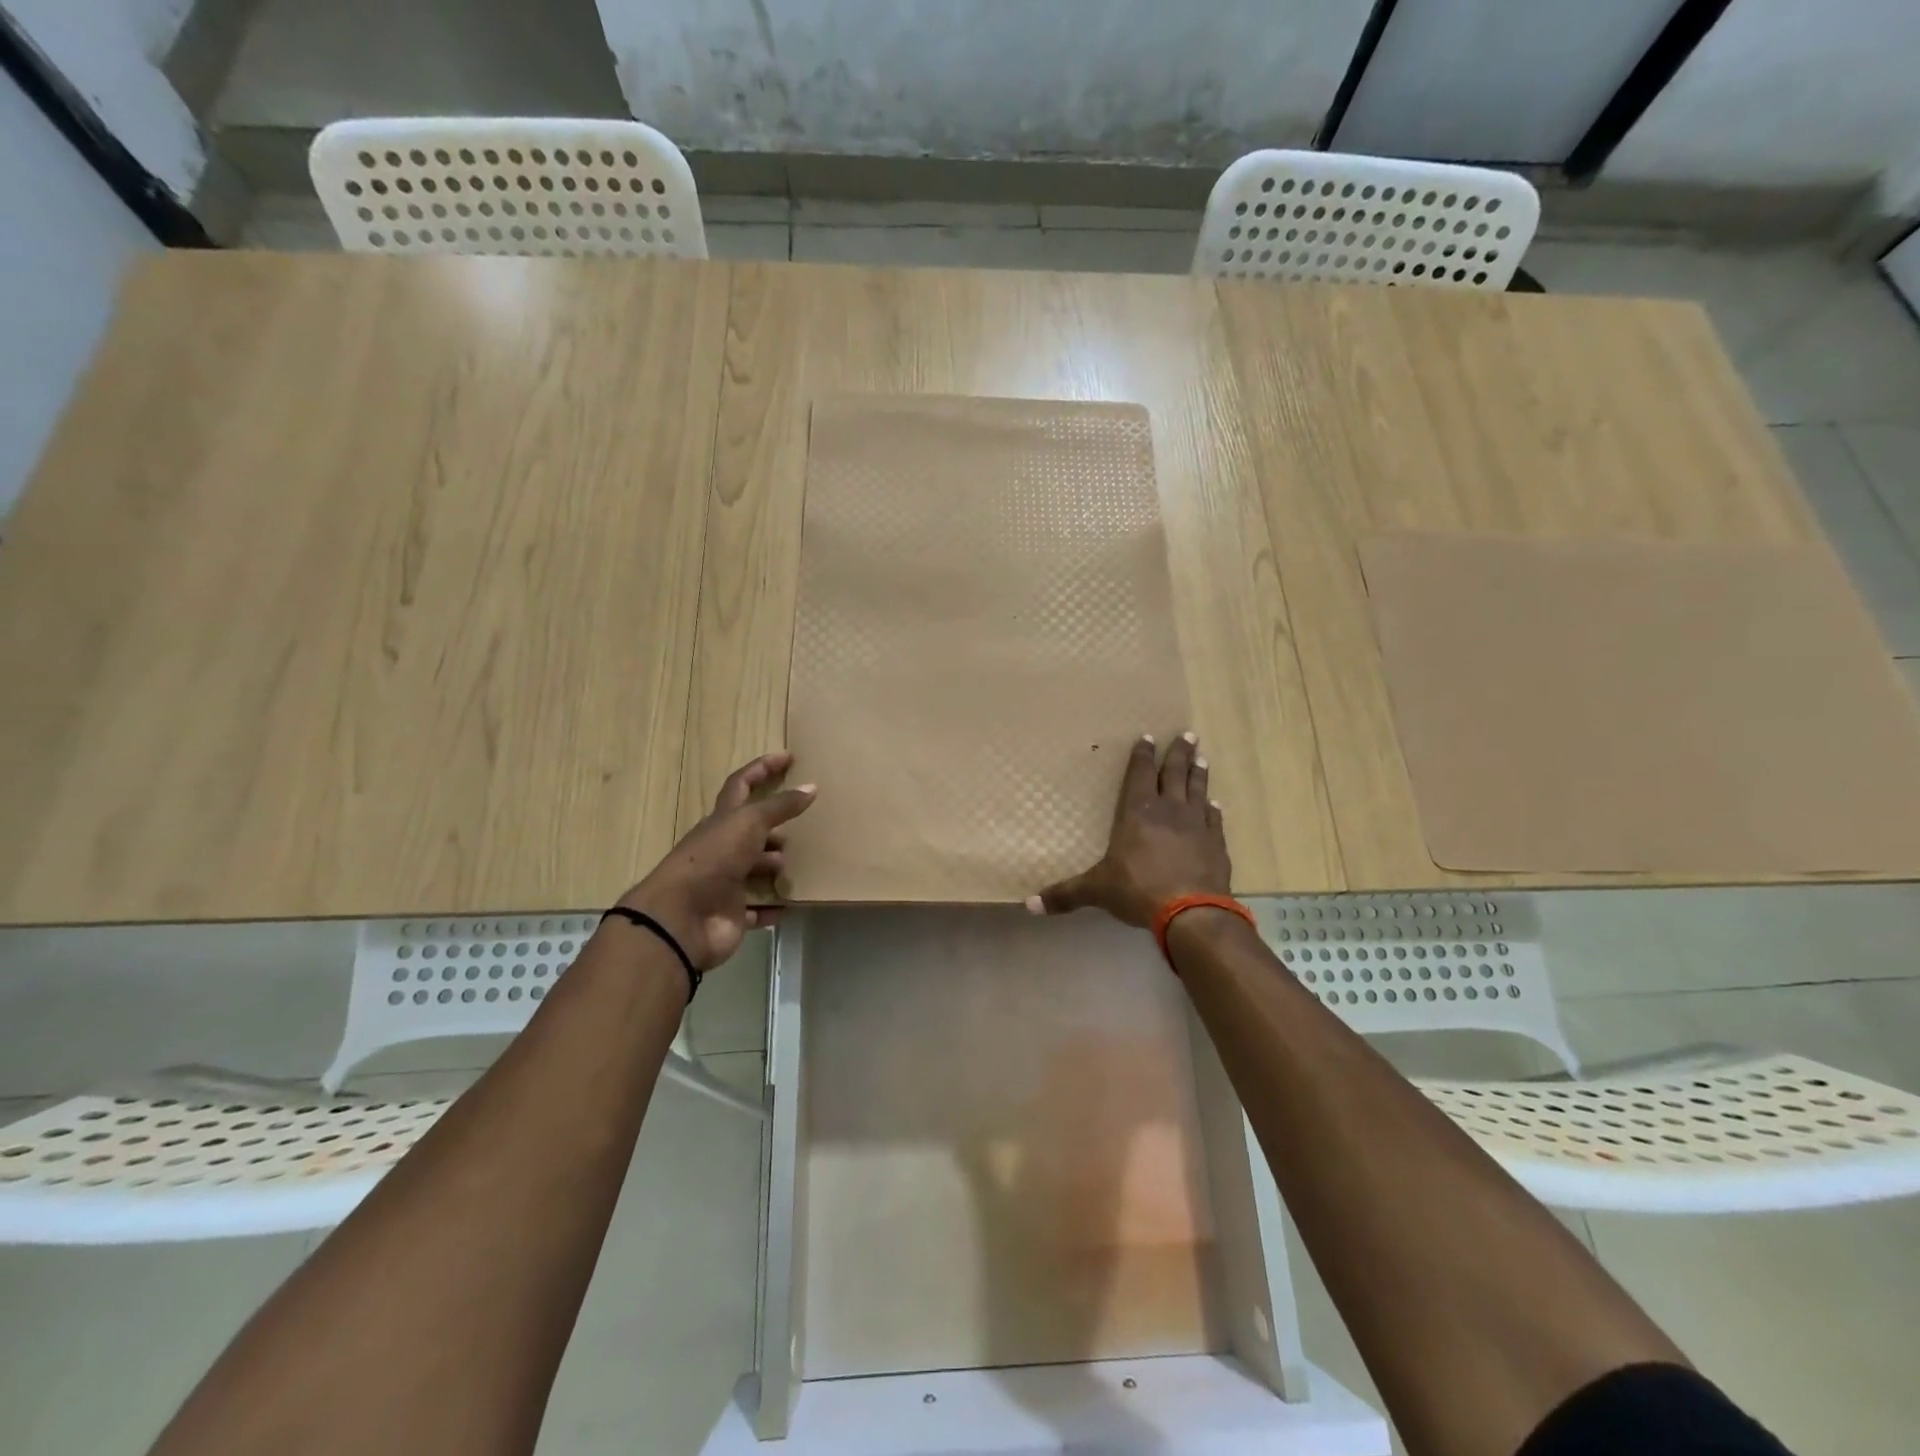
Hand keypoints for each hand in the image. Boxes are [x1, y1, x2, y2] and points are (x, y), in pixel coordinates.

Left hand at [618, 753, 815, 969]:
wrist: (682, 918)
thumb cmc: (714, 858)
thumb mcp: (749, 823)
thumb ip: (780, 806)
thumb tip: (811, 786)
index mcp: (722, 820)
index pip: (742, 785)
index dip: (762, 768)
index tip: (788, 757)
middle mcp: (722, 848)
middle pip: (750, 830)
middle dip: (774, 826)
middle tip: (803, 824)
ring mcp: (726, 882)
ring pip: (755, 869)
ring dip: (775, 866)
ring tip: (802, 863)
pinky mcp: (731, 913)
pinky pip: (756, 908)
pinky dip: (772, 906)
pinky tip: (791, 904)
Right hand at [1028, 732, 1229, 927]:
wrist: (1192, 912)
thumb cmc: (1138, 890)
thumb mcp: (1097, 890)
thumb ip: (1065, 894)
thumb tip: (1029, 904)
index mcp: (1137, 812)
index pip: (1140, 775)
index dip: (1143, 756)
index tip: (1148, 737)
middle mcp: (1169, 810)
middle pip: (1174, 773)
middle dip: (1178, 753)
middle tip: (1187, 734)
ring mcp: (1196, 825)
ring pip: (1198, 790)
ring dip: (1198, 773)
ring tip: (1202, 757)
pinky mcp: (1216, 843)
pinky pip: (1214, 819)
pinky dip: (1214, 809)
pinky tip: (1215, 804)